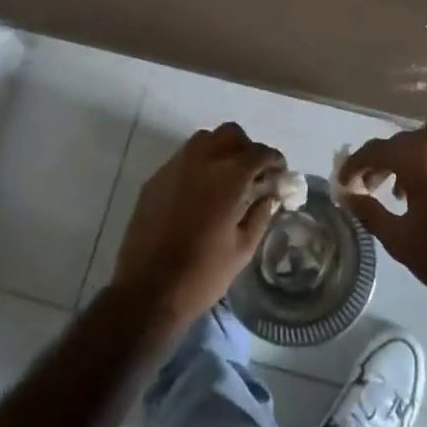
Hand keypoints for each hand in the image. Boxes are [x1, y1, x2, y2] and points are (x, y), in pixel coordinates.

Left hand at [111, 123, 282, 335]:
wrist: (147, 291)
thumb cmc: (202, 274)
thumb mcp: (243, 249)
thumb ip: (260, 214)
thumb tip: (269, 195)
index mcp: (228, 178)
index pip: (258, 153)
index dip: (273, 159)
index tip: (279, 172)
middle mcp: (201, 161)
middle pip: (230, 134)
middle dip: (247, 147)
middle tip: (253, 172)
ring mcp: (174, 167)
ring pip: (204, 139)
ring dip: (221, 149)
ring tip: (227, 177)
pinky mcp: (155, 179)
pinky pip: (183, 158)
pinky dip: (198, 163)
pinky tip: (200, 191)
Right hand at [337, 123, 426, 325]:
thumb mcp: (400, 240)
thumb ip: (368, 212)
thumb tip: (347, 195)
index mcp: (421, 157)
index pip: (377, 149)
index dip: (356, 164)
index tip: (345, 181)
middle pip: (405, 141)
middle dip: (385, 160)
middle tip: (373, 185)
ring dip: (414, 159)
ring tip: (408, 190)